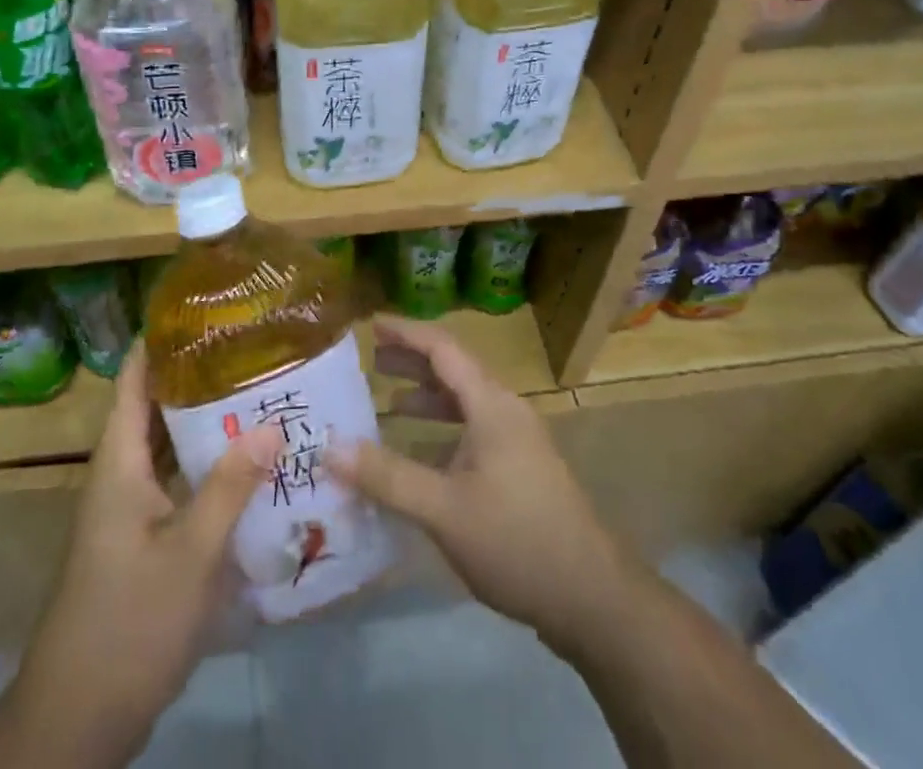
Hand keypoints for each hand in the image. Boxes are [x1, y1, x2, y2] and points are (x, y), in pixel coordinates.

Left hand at [14, 350, 281, 763]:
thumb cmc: (129, 624)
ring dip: (205, 423)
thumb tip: (271, 423)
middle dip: (197, 376)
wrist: (77, 722)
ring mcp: (129, 512)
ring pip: (168, 448)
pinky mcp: (141, 541)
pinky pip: (176, 483)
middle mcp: (120, 476)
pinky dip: (206, 466)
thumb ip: (230, 486)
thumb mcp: (191, 554)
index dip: (160, 341)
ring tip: (258, 392)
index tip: (203, 310)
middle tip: (250, 348)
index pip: (133, 380)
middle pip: (155, 408)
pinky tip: (247, 465)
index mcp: (118, 464)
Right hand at [329, 316, 637, 648]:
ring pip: (463, 404)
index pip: (442, 348)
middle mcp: (504, 411)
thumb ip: (387, 476)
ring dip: (426, 399)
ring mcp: (516, 442)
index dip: (406, 332)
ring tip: (385, 405)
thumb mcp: (443, 510)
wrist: (592, 597)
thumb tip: (330, 447)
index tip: (371, 324)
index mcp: (491, 404)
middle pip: (453, 371)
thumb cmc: (516, 540)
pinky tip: (418, 458)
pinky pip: (471, 433)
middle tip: (370, 363)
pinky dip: (440, 433)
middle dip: (411, 363)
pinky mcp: (519, 470)